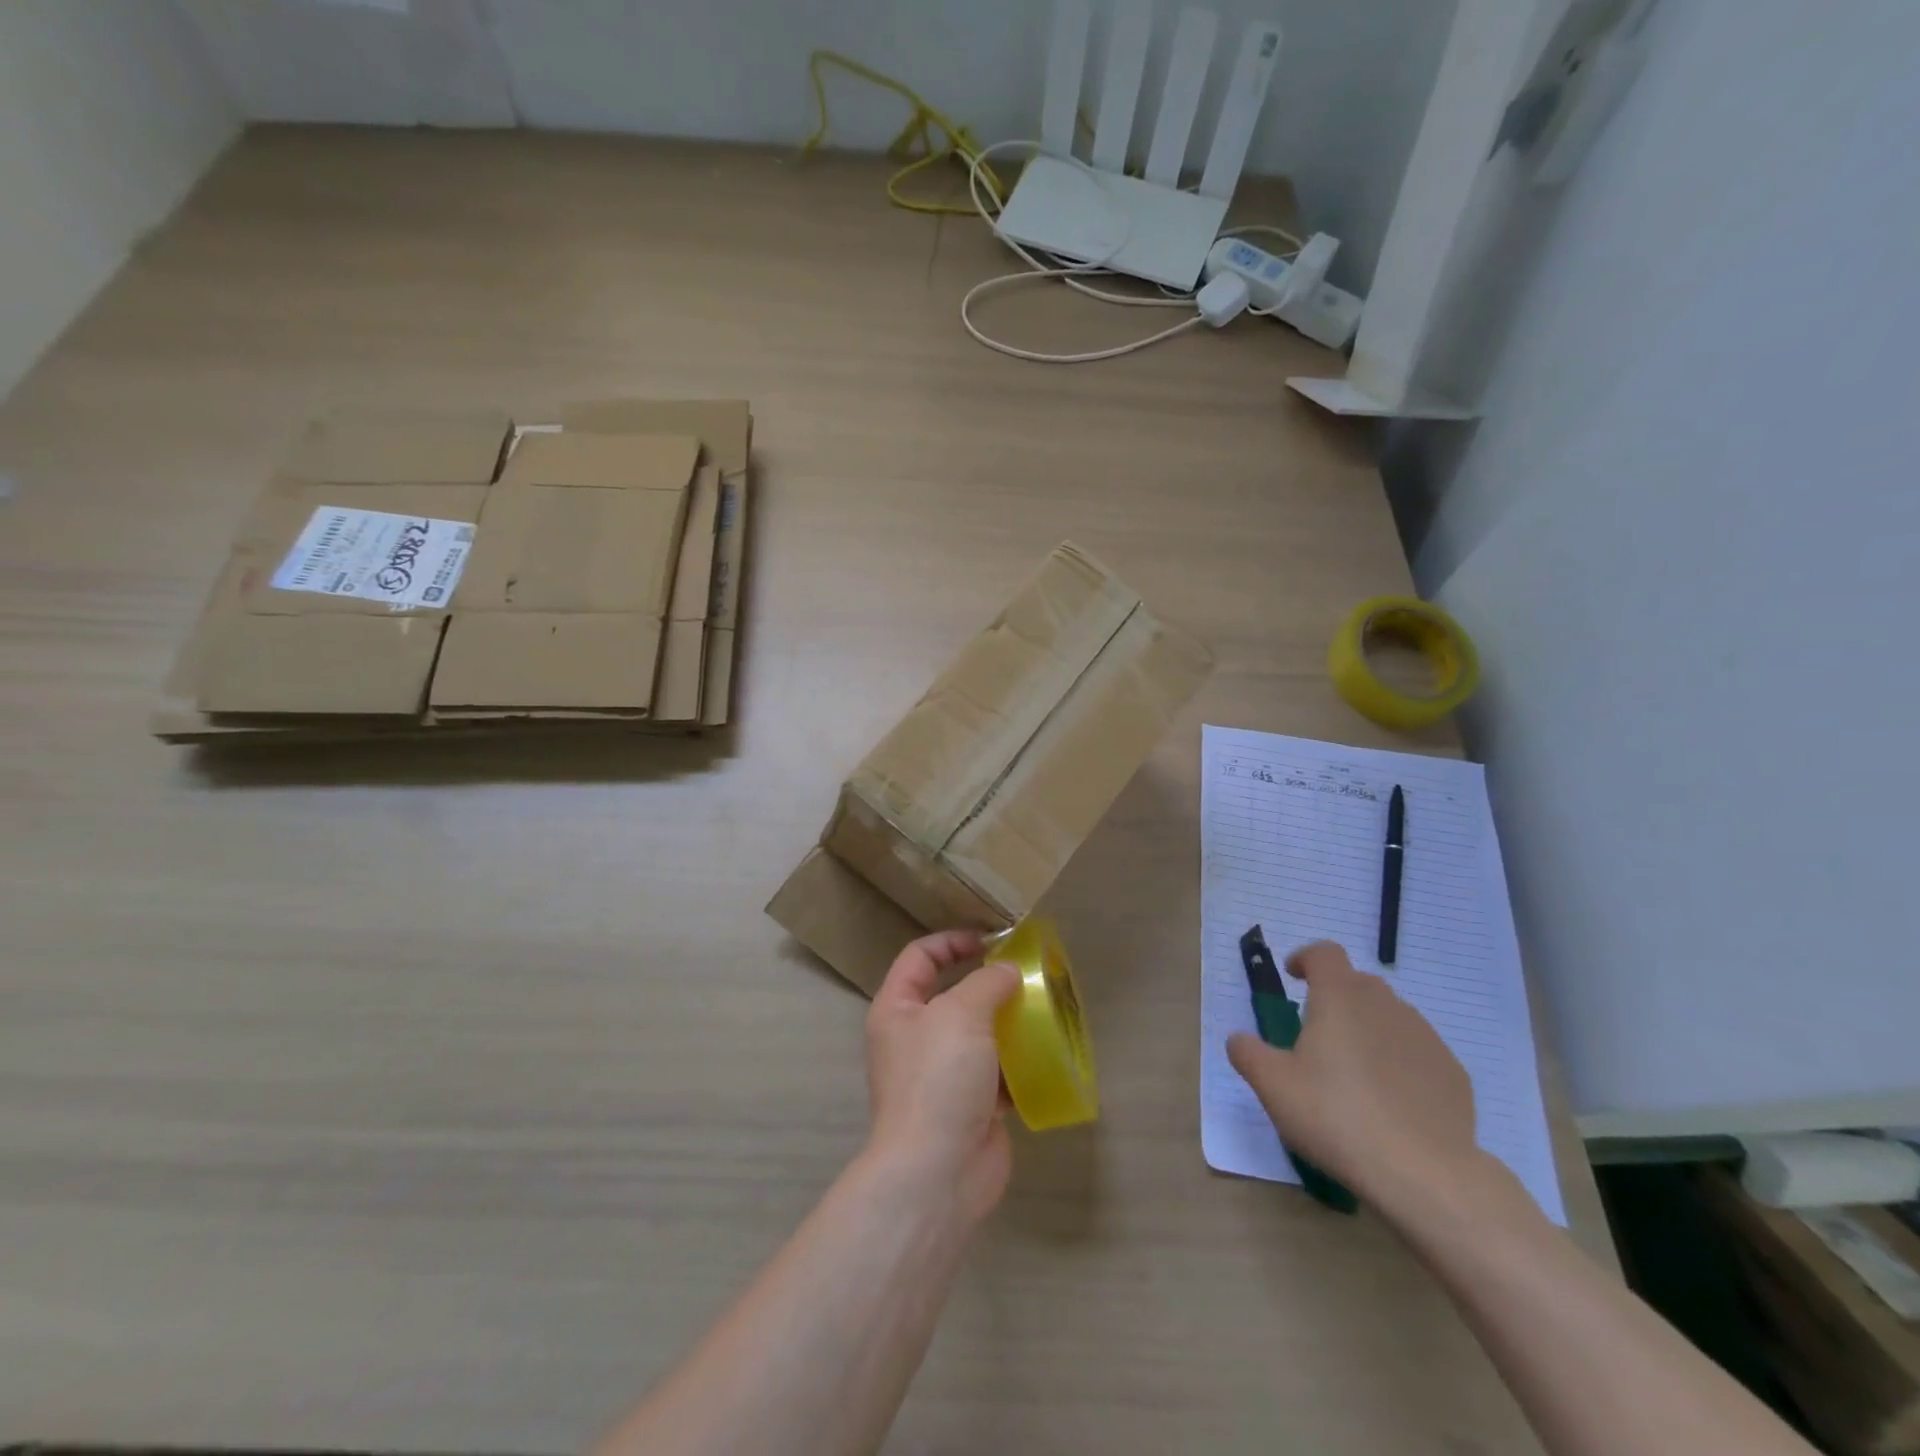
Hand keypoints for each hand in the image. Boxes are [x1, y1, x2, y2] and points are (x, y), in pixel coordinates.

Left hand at [864, 931, 1021, 1227]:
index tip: (991, 941)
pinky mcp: (971, 1104)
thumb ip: (986, 982)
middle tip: (1026, 974)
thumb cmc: (938, 1078)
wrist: (938, 1172)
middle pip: (952, 994)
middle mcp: (915, 1037)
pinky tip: (1046, 1051)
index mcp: (897, 1009)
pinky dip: (1019, 1061)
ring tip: (1043, 1008)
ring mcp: (942, 1073)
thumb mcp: (960, 1014)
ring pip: (979, 1033)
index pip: (920, 957)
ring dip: (1008, 1021)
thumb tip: (1007, 971)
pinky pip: (997, 1071)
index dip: (952, 941)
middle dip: (988, 982)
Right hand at [1227, 941, 1482, 1211]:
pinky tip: (1391, 1101)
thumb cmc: (1336, 1116)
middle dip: (1337, 996)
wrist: (1424, 1174)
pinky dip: (1400, 1061)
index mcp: (1340, 998)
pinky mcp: (1453, 1074)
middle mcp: (1385, 1006)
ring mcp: (1425, 1038)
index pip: (1325, 954)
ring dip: (1370, 1028)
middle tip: (1319, 1032)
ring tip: (1355, 1070)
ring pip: (1391, 1016)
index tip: (1293, 978)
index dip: (1306, 959)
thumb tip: (1239, 1039)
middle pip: (1359, 983)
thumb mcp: (1273, 1086)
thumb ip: (1248, 1053)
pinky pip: (1418, 1052)